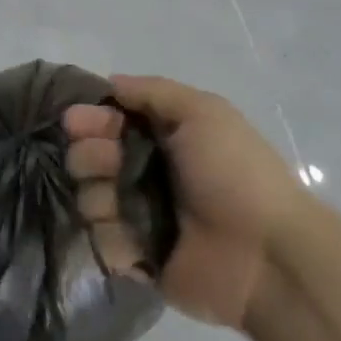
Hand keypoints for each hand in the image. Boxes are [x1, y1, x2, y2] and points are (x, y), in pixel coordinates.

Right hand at [63, 76, 304, 329]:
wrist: (266, 255)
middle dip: (88, 156)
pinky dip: (113, 240)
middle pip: (91, 157)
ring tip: (119, 207)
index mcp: (164, 137)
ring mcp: (141, 216)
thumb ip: (153, 92)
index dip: (90, 119)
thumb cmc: (234, 174)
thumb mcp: (203, 113)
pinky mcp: (139, 257)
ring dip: (98, 198)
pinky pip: (103, 243)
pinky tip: (135, 243)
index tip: (75, 122)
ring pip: (90, 198)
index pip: (109, 120)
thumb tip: (111, 83)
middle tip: (105, 164)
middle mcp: (148, 173)